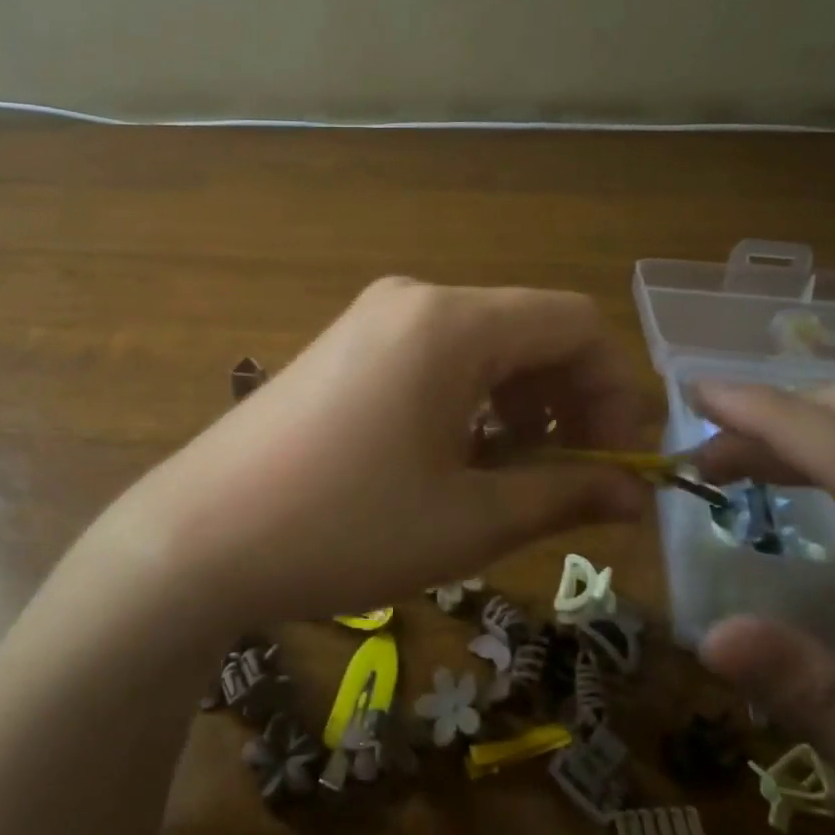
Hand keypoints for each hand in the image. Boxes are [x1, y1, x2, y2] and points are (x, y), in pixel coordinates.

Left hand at [98, 279, 652, 624]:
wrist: (200, 535)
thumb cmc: (344, 527)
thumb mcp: (467, 520)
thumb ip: (562, 495)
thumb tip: (634, 496)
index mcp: (451, 323)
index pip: (573, 323)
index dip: (614, 389)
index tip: (618, 462)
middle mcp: (413, 300)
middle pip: (527, 328)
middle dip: (568, 397)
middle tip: (573, 476)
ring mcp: (370, 318)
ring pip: (480, 343)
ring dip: (518, 401)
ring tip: (513, 473)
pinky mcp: (342, 346)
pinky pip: (431, 355)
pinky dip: (467, 397)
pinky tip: (454, 456)